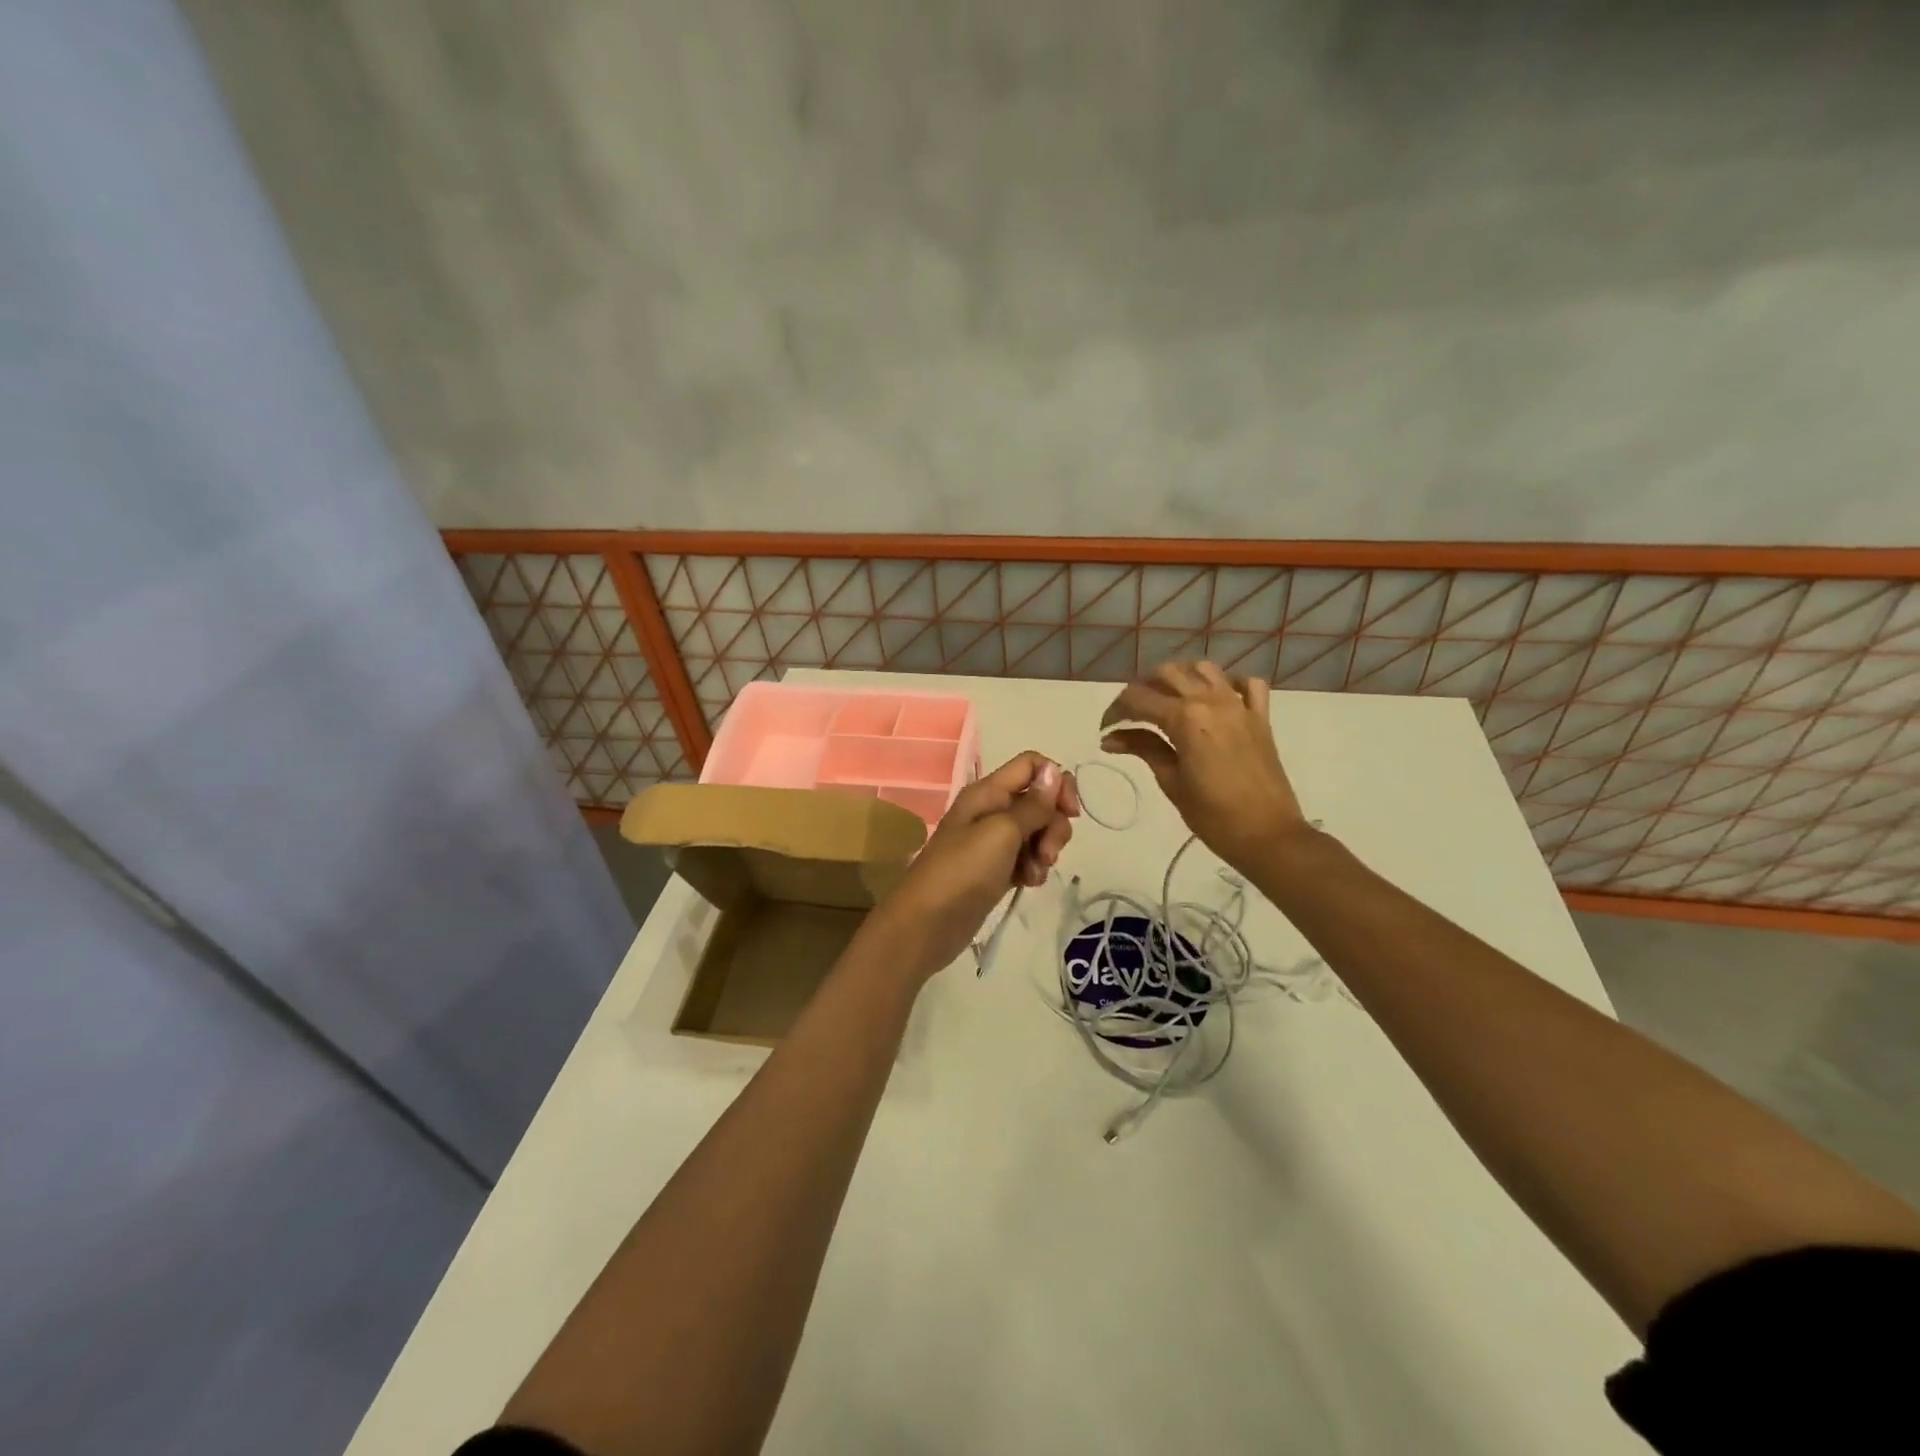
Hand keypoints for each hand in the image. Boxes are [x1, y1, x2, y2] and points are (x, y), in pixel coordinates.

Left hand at [864, 751, 1080, 977]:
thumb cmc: (963, 871)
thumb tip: (1054, 770)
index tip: (1069, 811)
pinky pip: (1026, 858)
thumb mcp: (1002, 832)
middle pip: (1039, 801)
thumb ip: (1032, 804)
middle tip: (1047, 852)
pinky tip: (1027, 884)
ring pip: (1036, 831)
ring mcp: (992, 841)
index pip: (1031, 765)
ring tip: (1034, 873)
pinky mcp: (996, 869)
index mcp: (987, 792)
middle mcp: (991, 810)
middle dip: (1053, 824)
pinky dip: (1033, 868)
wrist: (927, 924)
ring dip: (1045, 850)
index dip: (1056, 781)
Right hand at [1100, 661, 1308, 874]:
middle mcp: (1210, 700)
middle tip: (1132, 716)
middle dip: (1143, 689)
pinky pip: (1247, 684)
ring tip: (1168, 701)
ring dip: (1181, 678)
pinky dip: (1229, 685)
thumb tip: (1111, 738)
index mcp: (1184, 717)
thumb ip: (1143, 748)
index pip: (1137, 698)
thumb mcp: (1171, 781)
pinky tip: (1217, 701)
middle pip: (1167, 673)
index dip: (1115, 711)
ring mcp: (1239, 705)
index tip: (1106, 730)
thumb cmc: (1213, 816)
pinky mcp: (1260, 717)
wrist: (1268, 835)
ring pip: (1203, 669)